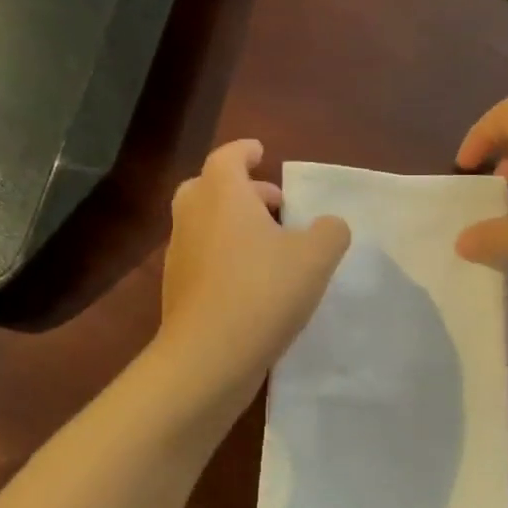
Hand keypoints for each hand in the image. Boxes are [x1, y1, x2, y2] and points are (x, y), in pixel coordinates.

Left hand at [158, 139, 350, 392]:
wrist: (209, 357)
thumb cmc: (263, 292)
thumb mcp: (316, 257)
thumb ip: (329, 232)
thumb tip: (328, 226)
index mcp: (222, 195)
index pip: (228, 156)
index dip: (246, 150)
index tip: (262, 151)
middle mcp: (193, 217)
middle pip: (209, 187)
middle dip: (241, 190)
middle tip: (273, 204)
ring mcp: (179, 255)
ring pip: (204, 224)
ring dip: (233, 225)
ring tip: (270, 247)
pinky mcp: (177, 290)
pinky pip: (203, 258)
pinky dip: (224, 257)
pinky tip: (253, 283)